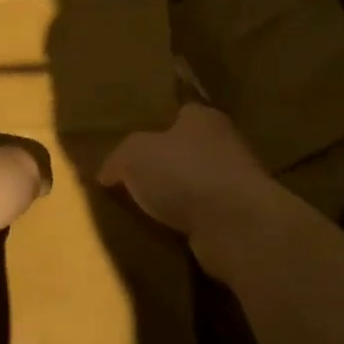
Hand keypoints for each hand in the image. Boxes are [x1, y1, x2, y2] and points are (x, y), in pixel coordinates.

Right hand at [98, 104, 277, 252]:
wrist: (236, 226)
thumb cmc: (184, 173)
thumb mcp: (134, 155)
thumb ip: (118, 158)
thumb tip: (106, 173)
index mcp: (203, 118)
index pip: (180, 112)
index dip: (157, 124)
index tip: (136, 139)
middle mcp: (225, 145)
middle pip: (188, 150)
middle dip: (165, 163)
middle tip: (132, 177)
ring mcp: (235, 184)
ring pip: (196, 185)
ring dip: (177, 197)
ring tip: (143, 209)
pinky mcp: (238, 219)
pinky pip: (203, 216)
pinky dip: (187, 223)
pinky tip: (164, 232)